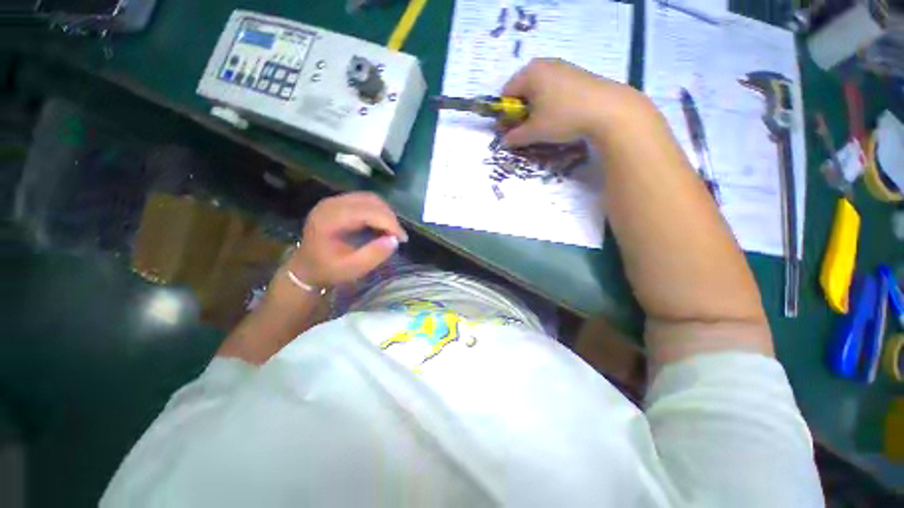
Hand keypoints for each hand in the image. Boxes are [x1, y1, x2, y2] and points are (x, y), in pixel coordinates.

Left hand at [284, 192, 407, 287]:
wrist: (306, 268)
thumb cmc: (328, 270)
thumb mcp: (352, 269)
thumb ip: (373, 254)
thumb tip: (395, 240)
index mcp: (330, 219)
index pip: (367, 212)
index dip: (389, 223)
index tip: (402, 239)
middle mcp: (331, 204)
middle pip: (370, 201)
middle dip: (389, 218)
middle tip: (398, 236)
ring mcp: (334, 201)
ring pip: (370, 199)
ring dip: (385, 214)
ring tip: (391, 232)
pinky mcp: (339, 203)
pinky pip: (365, 201)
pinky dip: (378, 212)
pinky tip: (381, 226)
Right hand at [500, 58, 642, 146]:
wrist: (608, 110)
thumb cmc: (563, 118)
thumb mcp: (534, 132)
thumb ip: (515, 137)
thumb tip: (504, 141)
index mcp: (529, 74)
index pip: (506, 93)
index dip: (504, 114)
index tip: (509, 130)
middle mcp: (544, 64)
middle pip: (522, 89)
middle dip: (520, 111)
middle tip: (526, 128)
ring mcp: (563, 67)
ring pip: (539, 89)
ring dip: (535, 108)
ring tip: (544, 124)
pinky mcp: (577, 74)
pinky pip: (555, 88)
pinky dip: (551, 102)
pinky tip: (560, 115)